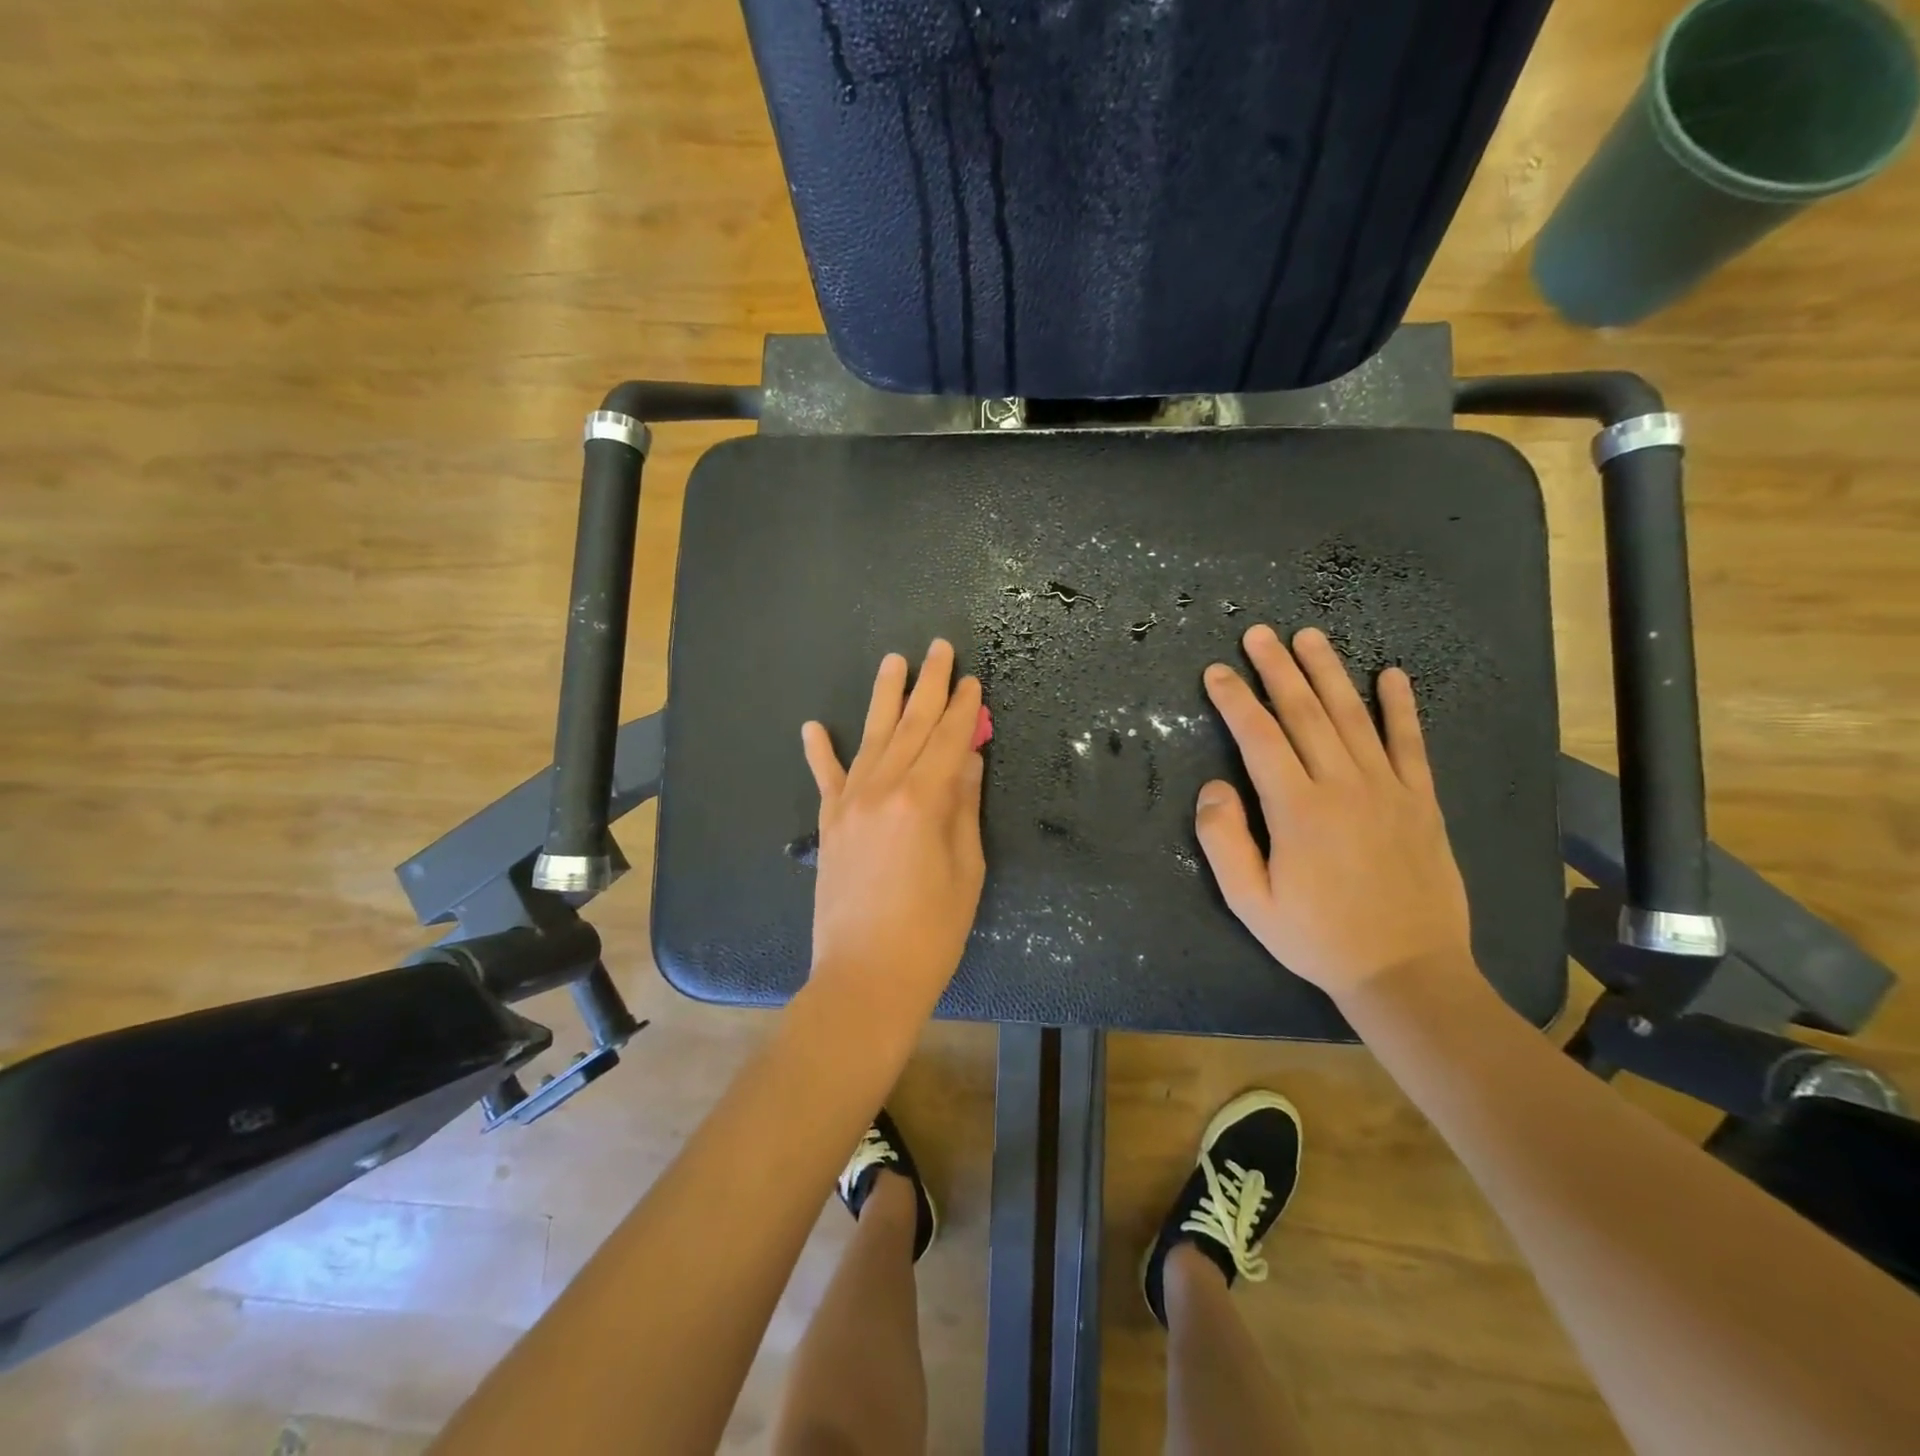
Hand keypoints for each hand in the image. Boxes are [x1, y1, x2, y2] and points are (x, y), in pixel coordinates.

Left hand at [801, 640, 986, 1023]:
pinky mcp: (829, 825)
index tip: (972, 680)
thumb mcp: (965, 870)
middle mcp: (882, 790)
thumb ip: (963, 807)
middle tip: (939, 648)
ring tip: (894, 661)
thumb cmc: (931, 932)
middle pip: (910, 726)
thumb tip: (967, 759)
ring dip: (884, 697)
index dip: (964, 709)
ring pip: (871, 738)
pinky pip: (826, 779)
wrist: (864, 978)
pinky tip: (814, 726)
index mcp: (922, 801)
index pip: (949, 740)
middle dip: (928, 685)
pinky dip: (820, 751)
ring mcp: (849, 804)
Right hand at [1196, 625, 1472, 1001]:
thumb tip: (1214, 787)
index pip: (1259, 737)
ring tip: (1309, 637)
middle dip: (1277, 669)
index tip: (1216, 672)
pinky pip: (1410, 743)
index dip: (1235, 700)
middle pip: (1305, 713)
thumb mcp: (1250, 902)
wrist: (1407, 971)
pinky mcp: (1421, 801)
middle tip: (1258, 634)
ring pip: (1353, 716)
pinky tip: (1391, 675)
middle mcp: (1343, 785)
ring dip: (1328, 672)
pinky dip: (1401, 706)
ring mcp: (1388, 789)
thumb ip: (1223, 841)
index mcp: (1297, 809)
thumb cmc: (1317, 938)